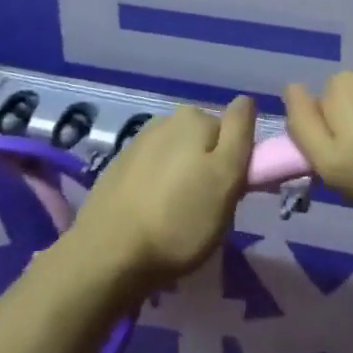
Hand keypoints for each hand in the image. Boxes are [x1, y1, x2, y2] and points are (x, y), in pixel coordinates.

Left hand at [70, 98, 254, 290]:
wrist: (108, 253)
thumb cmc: (179, 218)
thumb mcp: (226, 177)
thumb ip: (240, 133)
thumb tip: (245, 100)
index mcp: (193, 117)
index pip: (232, 131)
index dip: (237, 161)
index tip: (231, 192)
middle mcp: (165, 121)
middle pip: (204, 144)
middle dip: (209, 169)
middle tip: (208, 210)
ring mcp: (138, 144)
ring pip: (178, 158)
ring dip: (184, 180)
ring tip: (178, 219)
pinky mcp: (118, 169)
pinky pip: (153, 173)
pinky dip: (159, 189)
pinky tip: (152, 216)